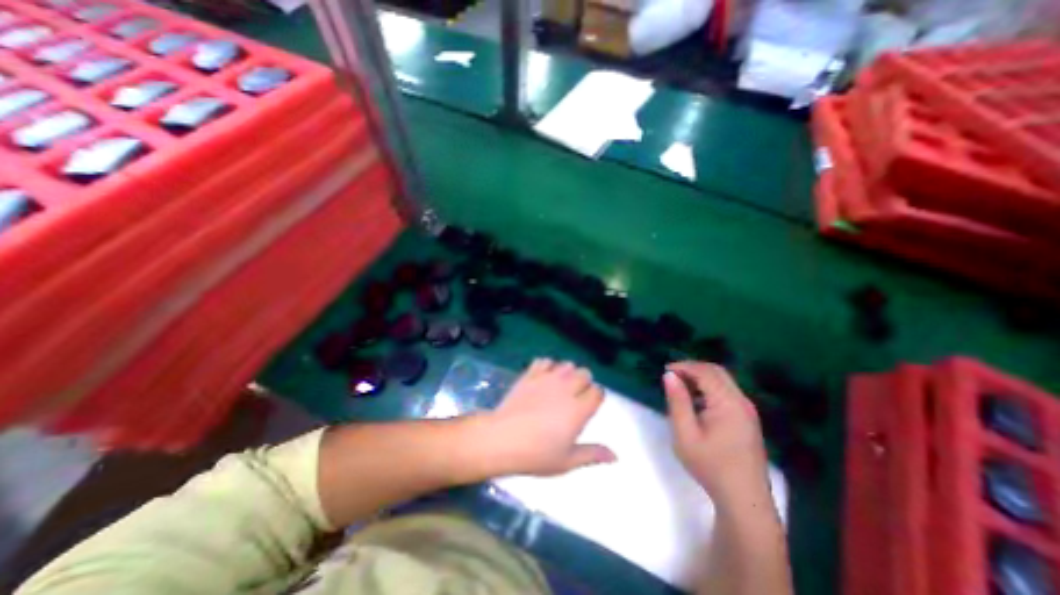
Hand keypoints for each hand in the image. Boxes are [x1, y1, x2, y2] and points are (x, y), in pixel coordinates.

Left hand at [484, 358, 618, 477]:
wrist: (502, 439)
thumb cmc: (536, 455)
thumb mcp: (567, 461)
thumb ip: (592, 454)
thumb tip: (615, 456)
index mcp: (579, 409)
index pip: (598, 391)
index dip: (595, 397)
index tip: (588, 406)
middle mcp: (566, 389)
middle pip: (584, 373)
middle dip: (584, 382)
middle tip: (574, 397)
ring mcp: (547, 379)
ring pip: (567, 364)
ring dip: (567, 373)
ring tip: (560, 386)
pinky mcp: (530, 374)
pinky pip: (545, 361)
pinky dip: (547, 366)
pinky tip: (543, 378)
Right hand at [660, 364, 771, 505]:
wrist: (744, 500)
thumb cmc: (710, 466)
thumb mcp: (685, 434)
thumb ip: (677, 401)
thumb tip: (669, 375)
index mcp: (727, 403)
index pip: (704, 372)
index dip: (684, 366)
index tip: (665, 370)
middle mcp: (741, 401)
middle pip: (717, 372)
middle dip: (693, 368)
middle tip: (672, 376)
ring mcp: (748, 411)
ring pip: (723, 381)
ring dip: (701, 378)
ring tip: (681, 387)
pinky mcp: (748, 419)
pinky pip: (728, 392)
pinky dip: (710, 388)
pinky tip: (697, 402)